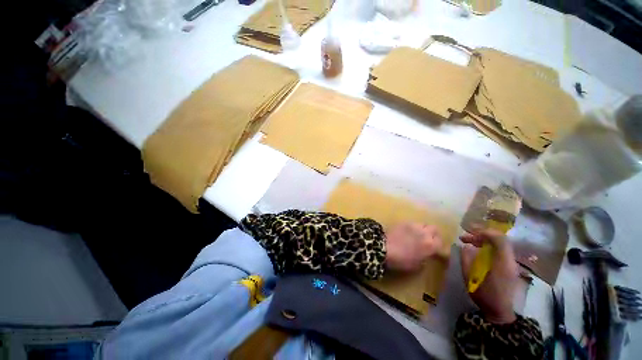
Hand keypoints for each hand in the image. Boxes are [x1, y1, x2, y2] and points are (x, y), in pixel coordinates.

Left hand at [385, 222, 443, 271]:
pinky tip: (408, 232)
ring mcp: (414, 225)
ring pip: (423, 224)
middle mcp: (424, 233)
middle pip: (435, 229)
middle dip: (433, 234)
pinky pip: (412, 223)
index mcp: (430, 245)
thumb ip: (425, 258)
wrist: (385, 247)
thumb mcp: (417, 265)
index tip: (436, 249)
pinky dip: (413, 227)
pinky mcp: (403, 222)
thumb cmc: (401, 260)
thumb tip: (427, 254)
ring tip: (418, 234)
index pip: (441, 242)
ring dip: (423, 229)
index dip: (439, 245)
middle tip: (429, 239)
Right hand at [460, 228, 517, 323]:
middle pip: (500, 239)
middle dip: (481, 235)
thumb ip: (467, 259)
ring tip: (469, 242)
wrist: (499, 312)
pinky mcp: (509, 267)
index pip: (499, 239)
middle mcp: (510, 261)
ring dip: (484, 240)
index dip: (484, 232)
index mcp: (502, 263)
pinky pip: (500, 250)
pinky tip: (478, 250)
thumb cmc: (484, 295)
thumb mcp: (470, 278)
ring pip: (500, 244)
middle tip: (465, 238)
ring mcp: (511, 264)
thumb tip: (465, 247)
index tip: (468, 233)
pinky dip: (488, 246)